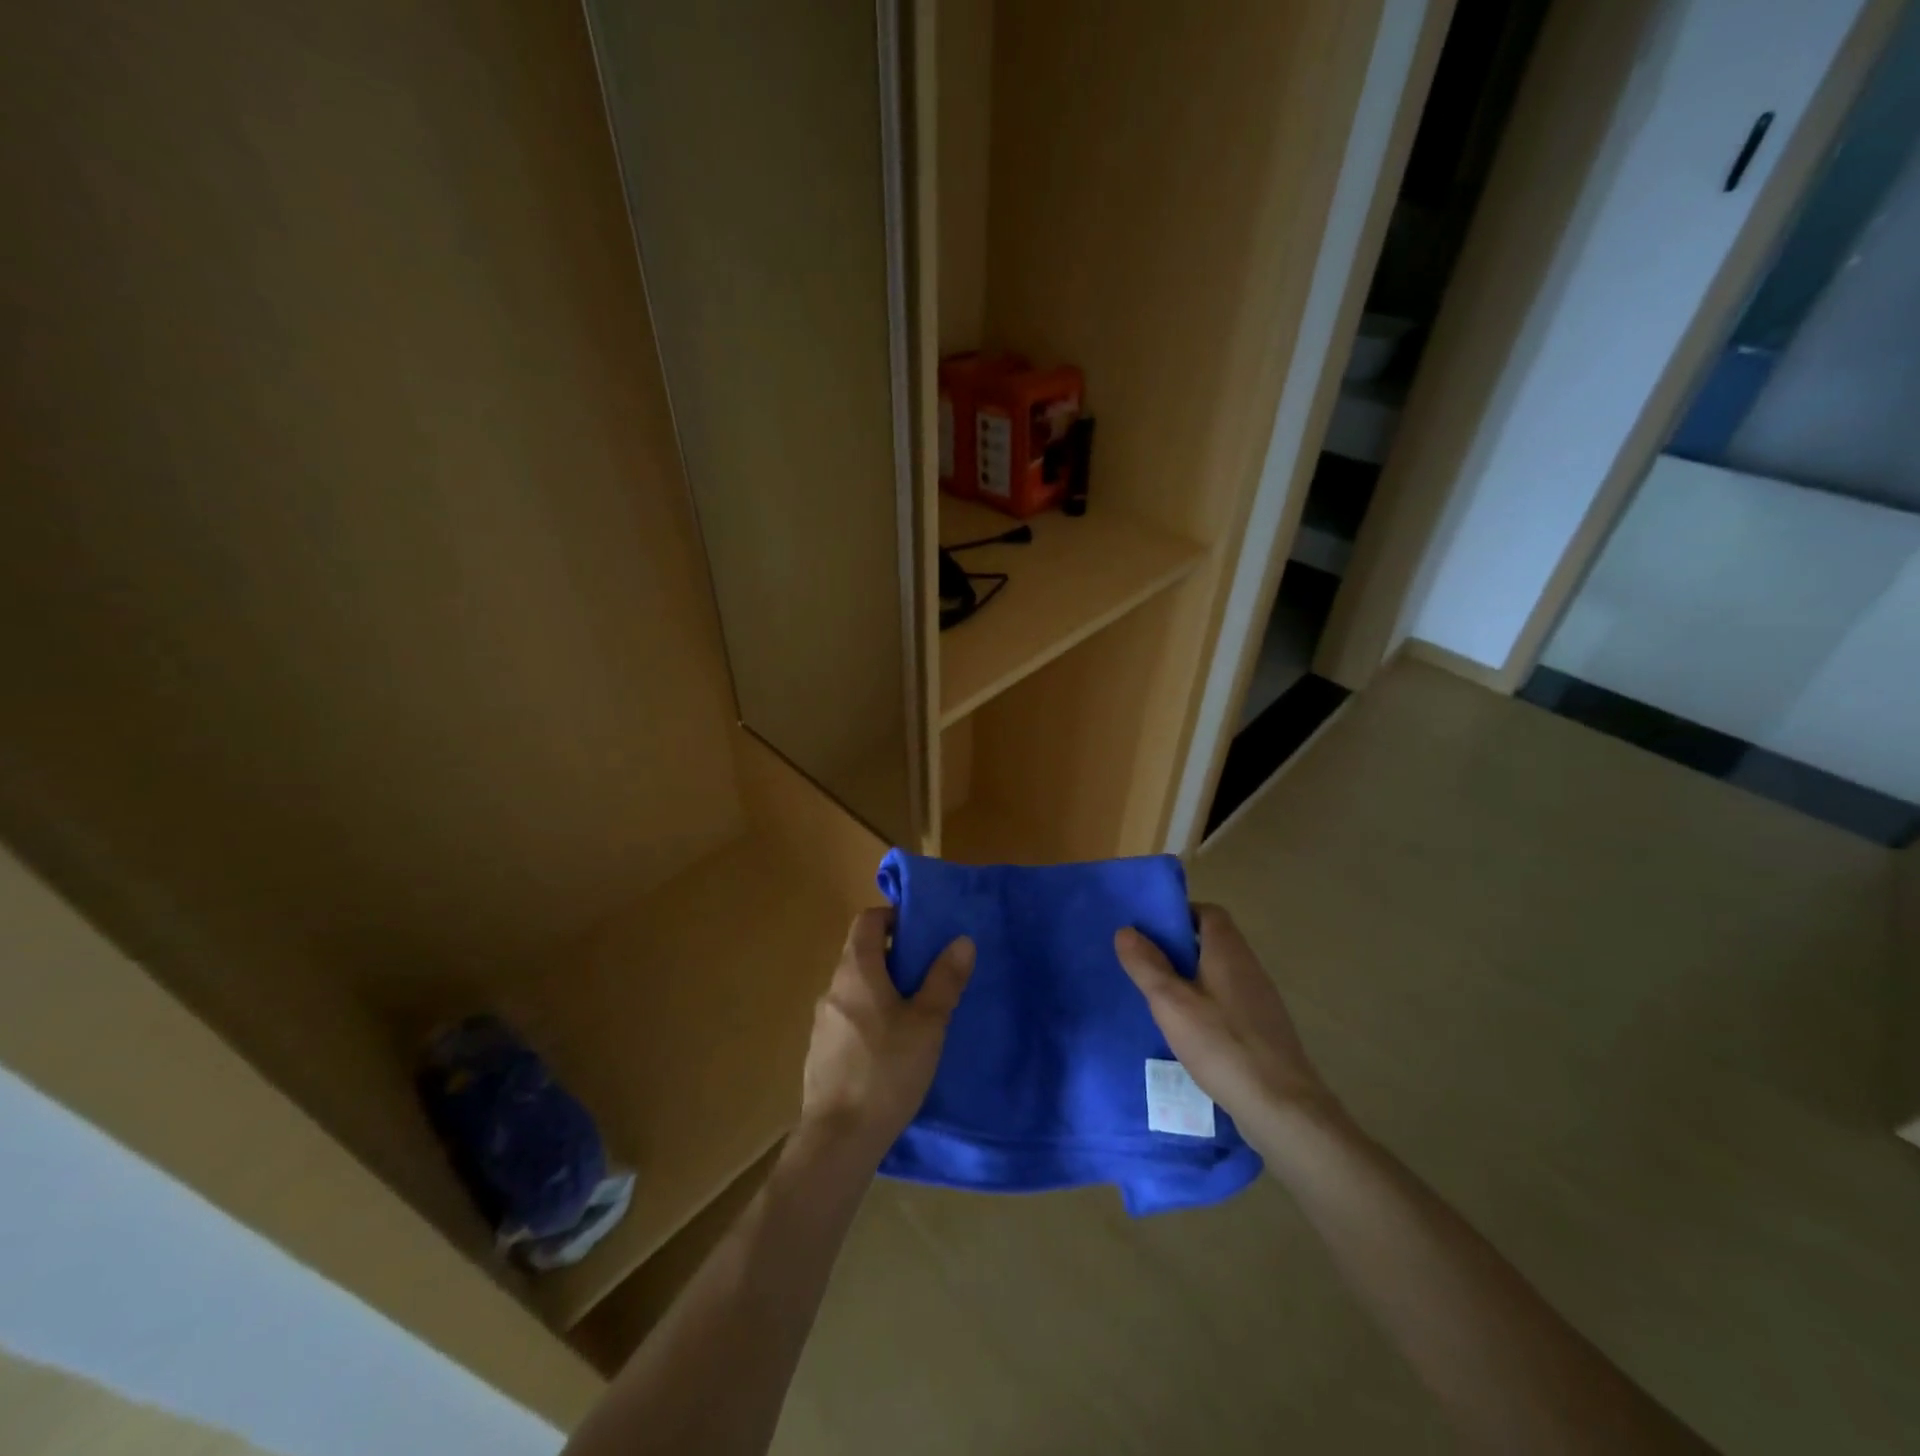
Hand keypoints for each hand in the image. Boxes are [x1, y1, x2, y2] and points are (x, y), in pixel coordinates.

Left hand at [799, 908, 974, 1166]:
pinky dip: (870, 1017)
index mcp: (856, 971)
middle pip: (862, 954)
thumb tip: (961, 940)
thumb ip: (944, 979)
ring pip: (856, 989)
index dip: (892, 917)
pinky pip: (848, 1018)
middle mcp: (833, 988)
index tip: (920, 931)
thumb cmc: (887, 1070)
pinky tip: (891, 1048)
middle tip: (929, 974)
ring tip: (915, 1013)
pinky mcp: (821, 1052)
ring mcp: (822, 1022)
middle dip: (895, 957)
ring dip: (883, 990)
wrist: (839, 1138)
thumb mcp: (928, 1023)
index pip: (867, 921)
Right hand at [1113, 904, 1331, 1132]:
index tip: (1150, 930)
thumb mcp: (1171, 1003)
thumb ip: (1147, 965)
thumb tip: (1126, 930)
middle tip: (1145, 963)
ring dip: (1191, 978)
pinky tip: (1188, 1031)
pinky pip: (1229, 1002)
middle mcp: (1248, 967)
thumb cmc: (1222, 1044)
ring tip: (1159, 998)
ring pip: (1219, 974)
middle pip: (1213, 942)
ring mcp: (1260, 1000)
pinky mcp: (1263, 1030)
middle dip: (1179, 948)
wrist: (1281, 1106)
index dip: (1180, 914)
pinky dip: (1206, 1005)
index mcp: (1228, 951)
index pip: (1208, 912)